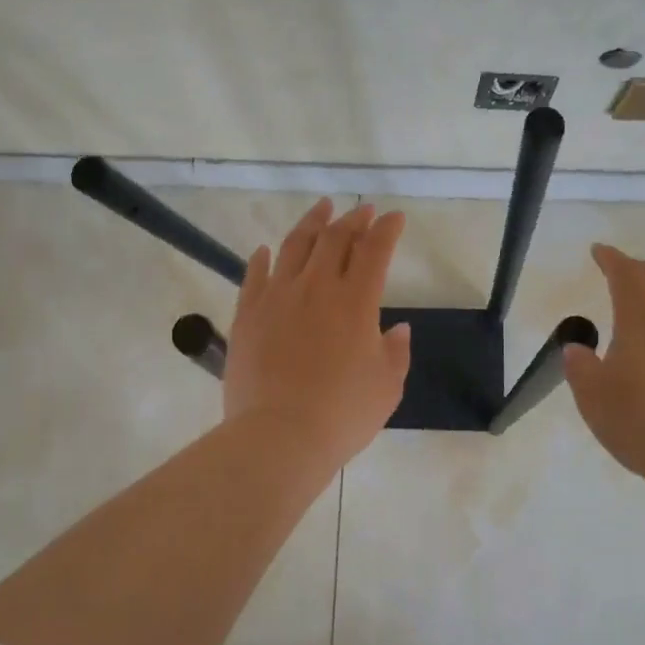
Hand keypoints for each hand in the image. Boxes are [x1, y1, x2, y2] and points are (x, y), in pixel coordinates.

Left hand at [223, 199, 412, 469]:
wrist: (279, 435)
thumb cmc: (342, 413)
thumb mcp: (387, 386)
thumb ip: (395, 352)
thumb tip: (397, 328)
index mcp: (355, 301)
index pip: (374, 250)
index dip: (387, 229)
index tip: (394, 217)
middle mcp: (316, 287)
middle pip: (334, 239)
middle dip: (353, 220)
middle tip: (362, 211)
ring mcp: (277, 297)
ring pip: (295, 246)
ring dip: (312, 223)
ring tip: (321, 209)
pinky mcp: (247, 313)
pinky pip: (254, 275)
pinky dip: (263, 258)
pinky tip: (266, 250)